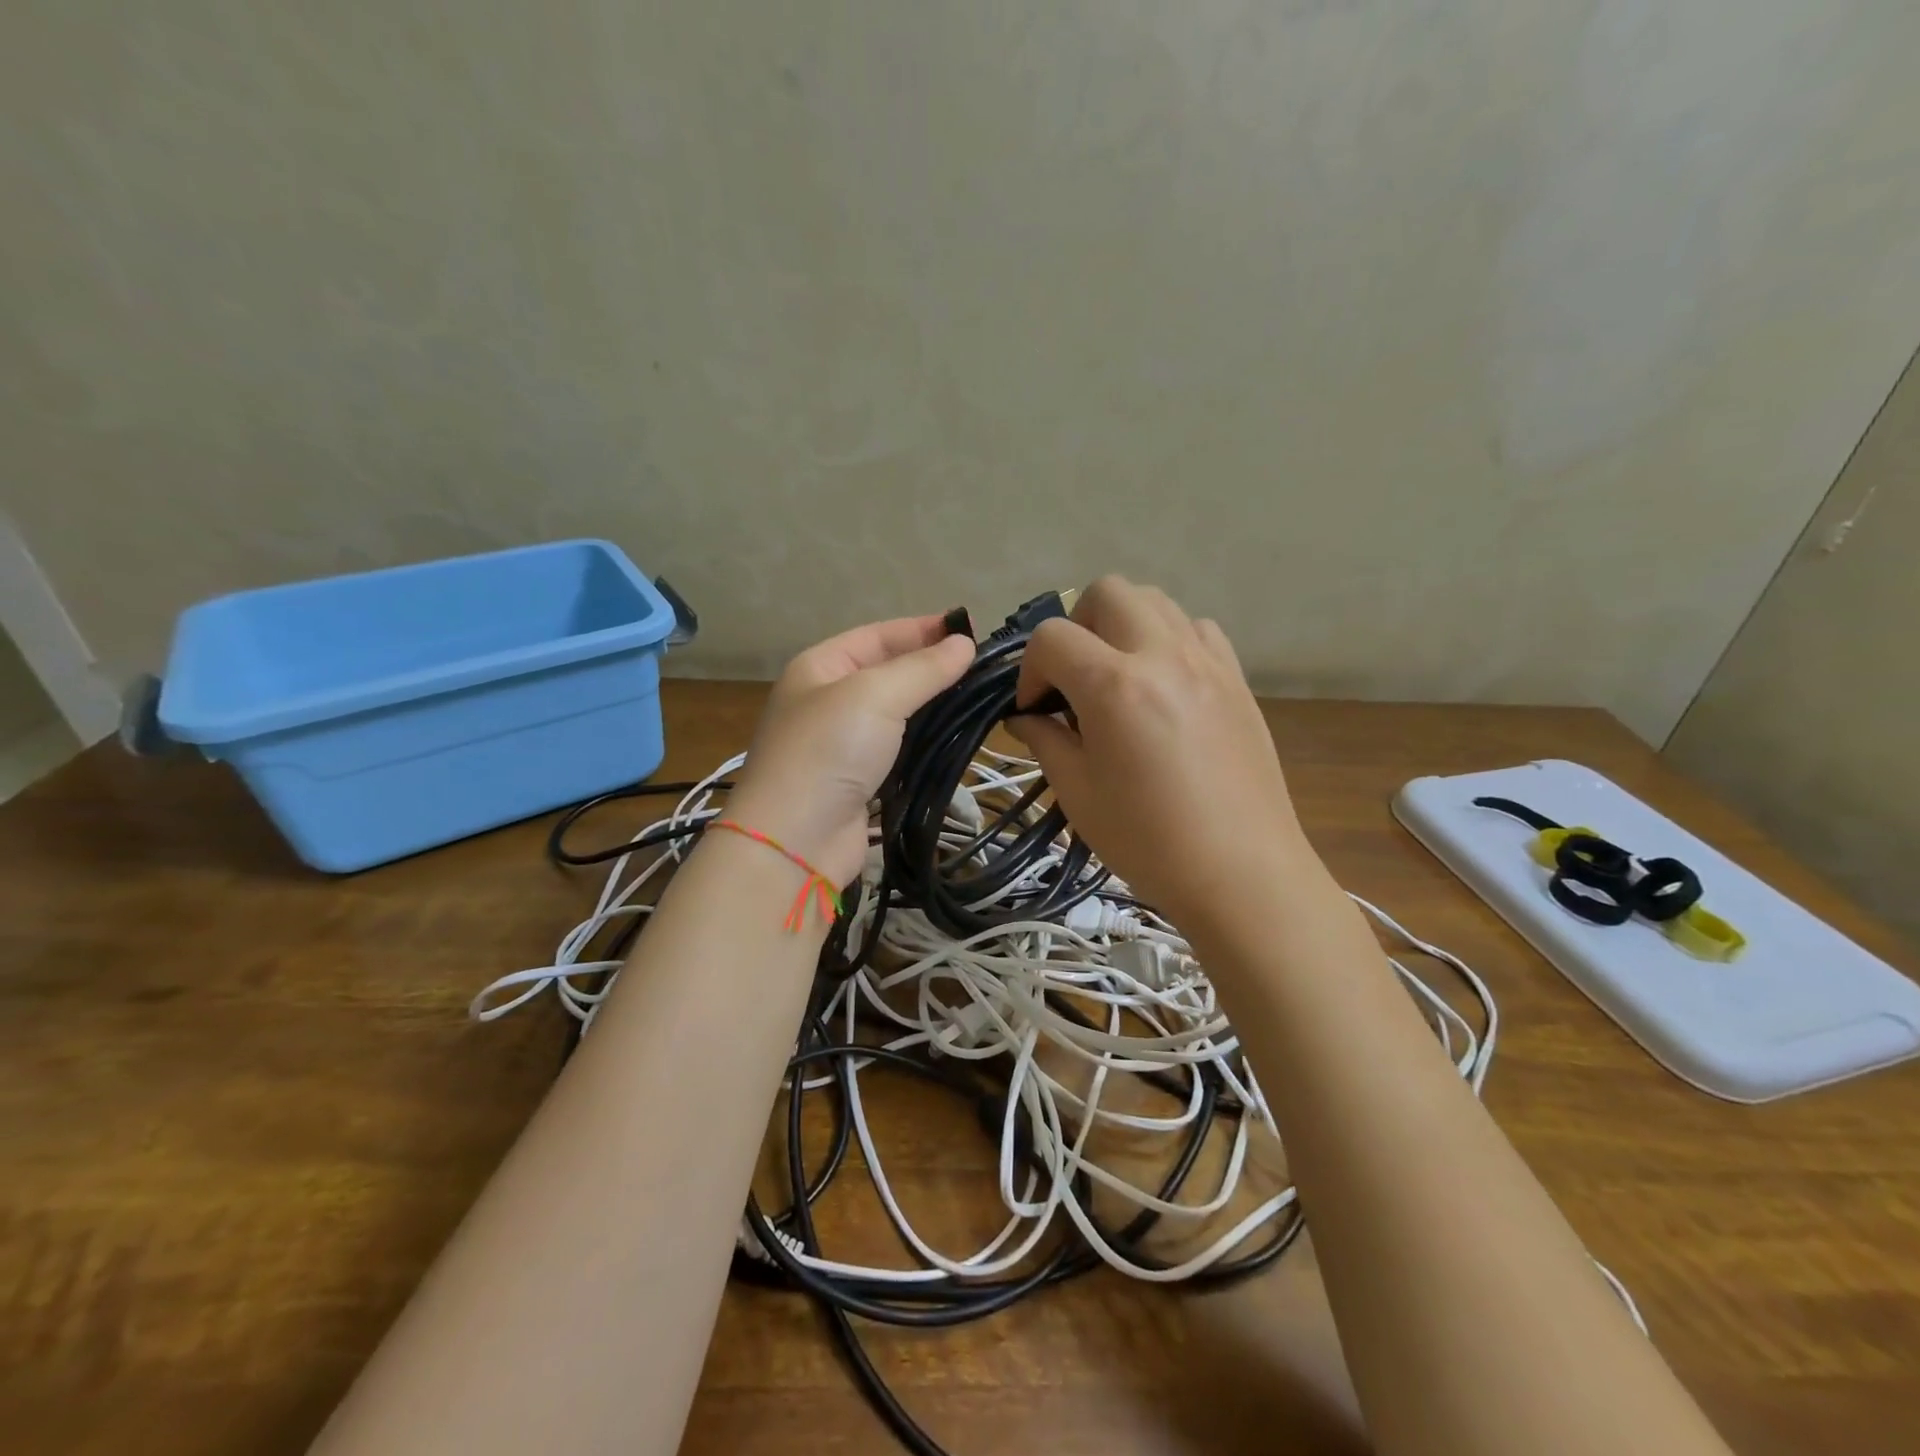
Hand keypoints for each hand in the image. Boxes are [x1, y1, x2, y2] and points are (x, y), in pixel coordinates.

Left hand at [726, 615, 974, 885]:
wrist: (795, 840)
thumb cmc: (829, 752)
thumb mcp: (875, 695)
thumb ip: (922, 669)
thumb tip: (965, 644)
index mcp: (820, 667)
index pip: (877, 635)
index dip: (922, 629)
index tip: (970, 630)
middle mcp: (827, 700)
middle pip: (886, 672)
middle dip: (930, 666)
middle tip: (983, 666)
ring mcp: (841, 743)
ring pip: (894, 713)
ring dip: (931, 705)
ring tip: (978, 697)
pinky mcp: (858, 781)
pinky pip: (897, 749)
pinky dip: (924, 741)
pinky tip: (955, 737)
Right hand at [1009, 577, 1306, 931]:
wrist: (1242, 873)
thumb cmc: (1148, 841)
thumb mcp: (1078, 793)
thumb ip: (1045, 740)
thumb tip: (1026, 717)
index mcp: (1114, 686)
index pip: (1051, 637)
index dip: (1030, 670)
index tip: (1035, 711)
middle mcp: (1162, 655)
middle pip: (1107, 591)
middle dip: (1077, 626)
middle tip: (1074, 680)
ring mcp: (1207, 662)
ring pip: (1156, 601)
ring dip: (1122, 626)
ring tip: (1118, 678)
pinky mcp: (1237, 679)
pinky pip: (1197, 629)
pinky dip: (1168, 641)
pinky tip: (1164, 687)